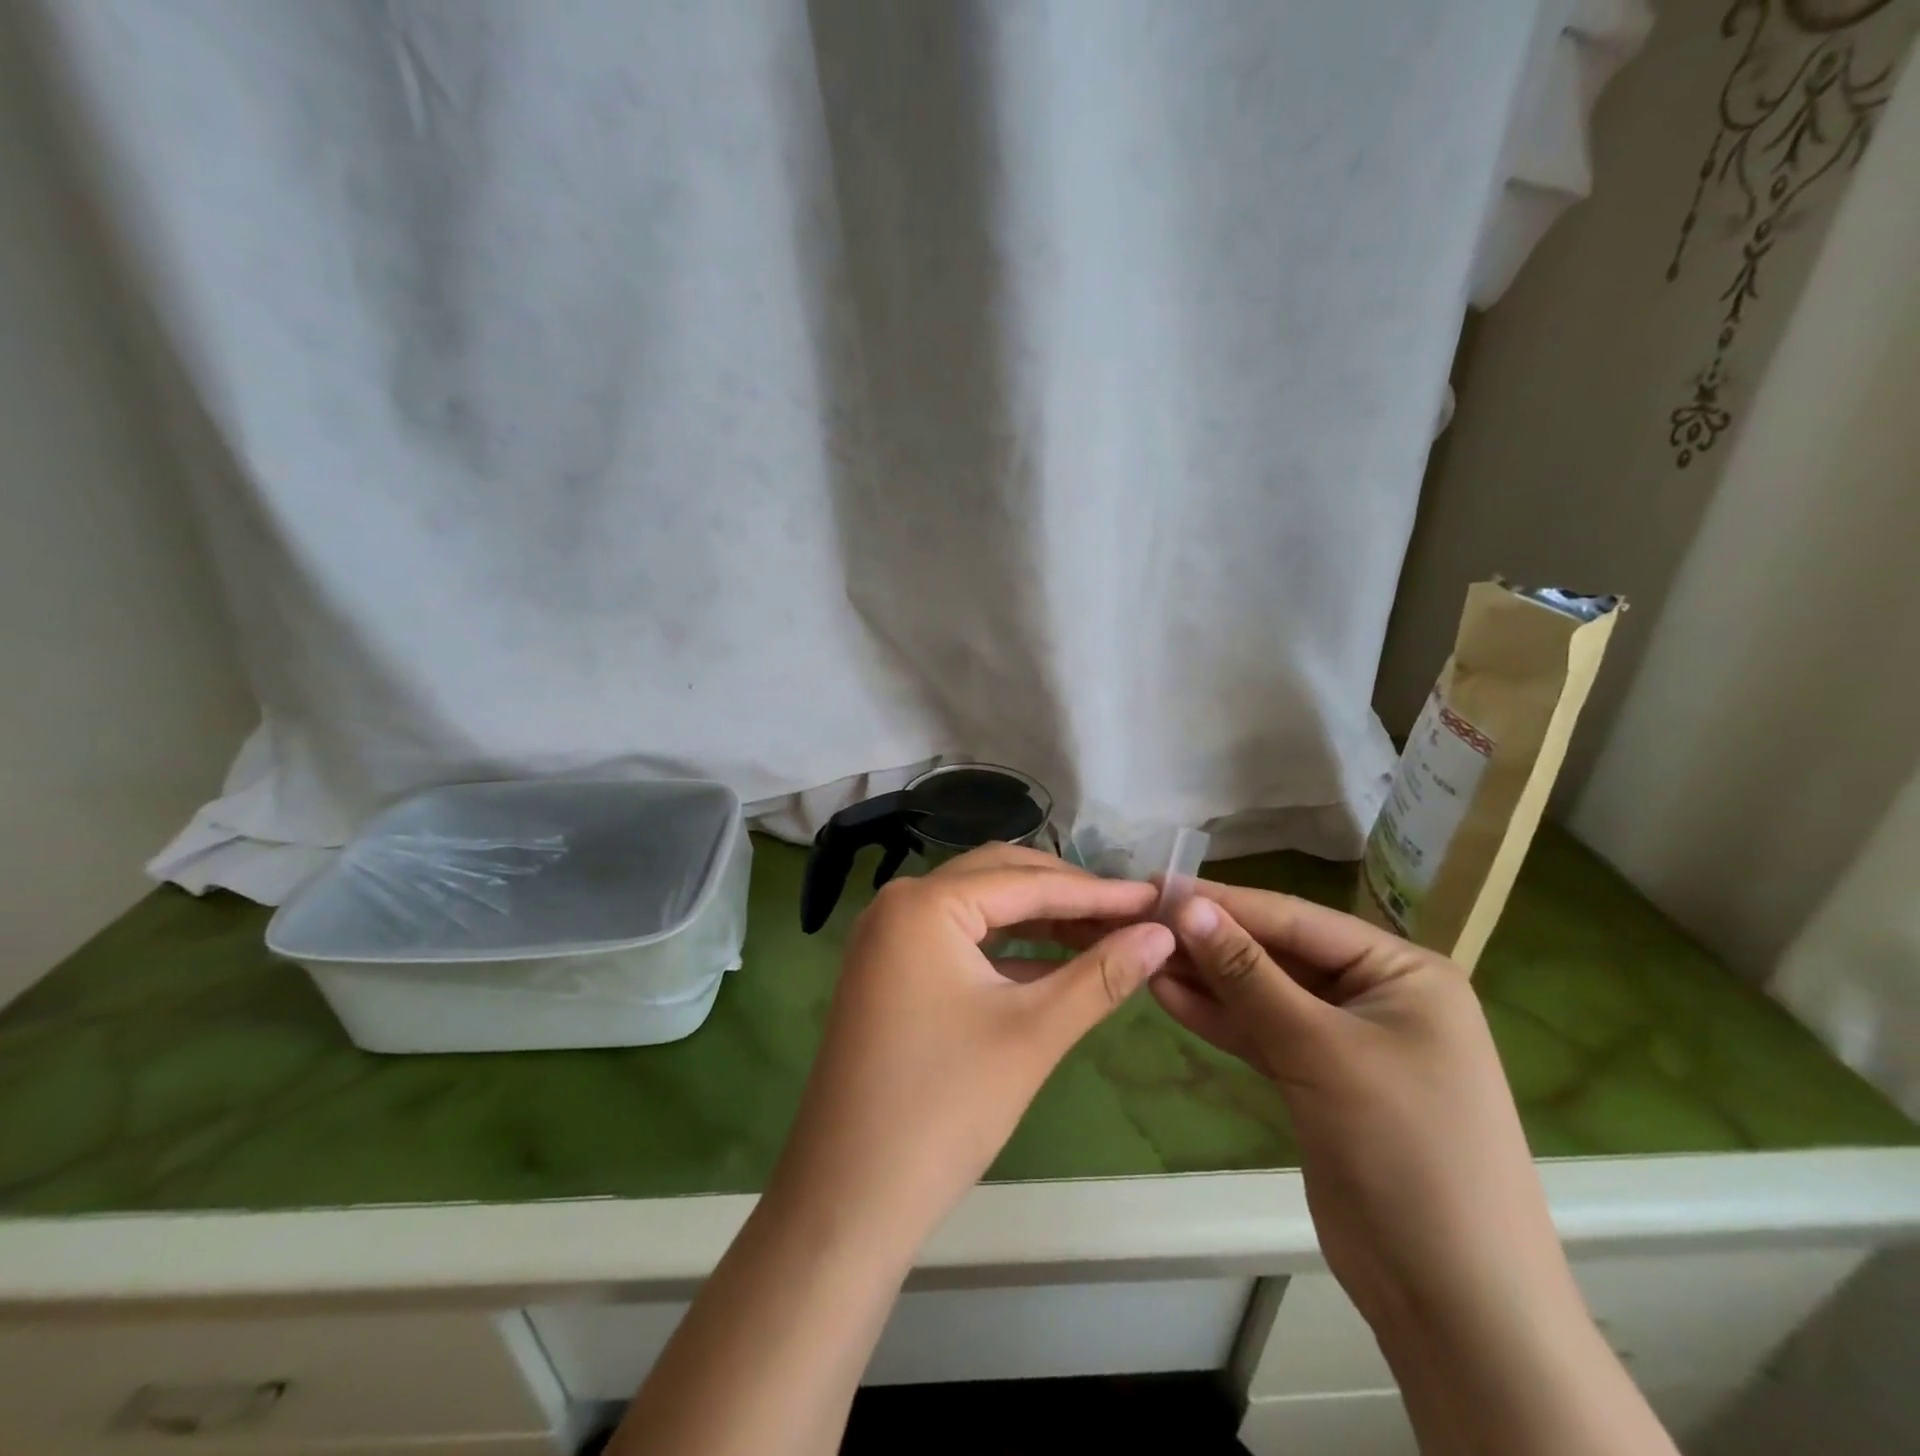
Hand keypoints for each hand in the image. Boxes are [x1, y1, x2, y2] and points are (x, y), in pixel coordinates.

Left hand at [769, 844, 1174, 1254]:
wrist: (848, 1198)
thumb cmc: (944, 1108)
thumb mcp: (1033, 1034)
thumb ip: (1101, 976)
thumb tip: (1163, 934)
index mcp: (925, 903)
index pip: (1026, 882)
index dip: (1097, 892)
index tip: (1157, 899)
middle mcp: (900, 903)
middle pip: (1000, 880)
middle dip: (1067, 896)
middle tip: (1132, 915)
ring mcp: (890, 937)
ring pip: (980, 909)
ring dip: (1040, 921)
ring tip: (1105, 935)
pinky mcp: (891, 971)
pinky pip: (959, 941)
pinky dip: (1008, 949)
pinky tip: (1056, 965)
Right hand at [1153, 885, 1578, 1334]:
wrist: (1453, 1302)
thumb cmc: (1405, 1150)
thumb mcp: (1321, 1049)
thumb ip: (1249, 975)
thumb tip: (1186, 907)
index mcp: (1403, 971)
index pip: (1297, 919)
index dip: (1226, 903)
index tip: (1158, 887)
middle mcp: (1377, 994)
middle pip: (1279, 954)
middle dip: (1212, 942)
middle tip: (1141, 922)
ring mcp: (1346, 1040)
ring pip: (1265, 995)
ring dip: (1208, 980)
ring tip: (1144, 956)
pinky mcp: (1319, 1080)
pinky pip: (1263, 1035)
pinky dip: (1220, 1020)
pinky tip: (1169, 996)